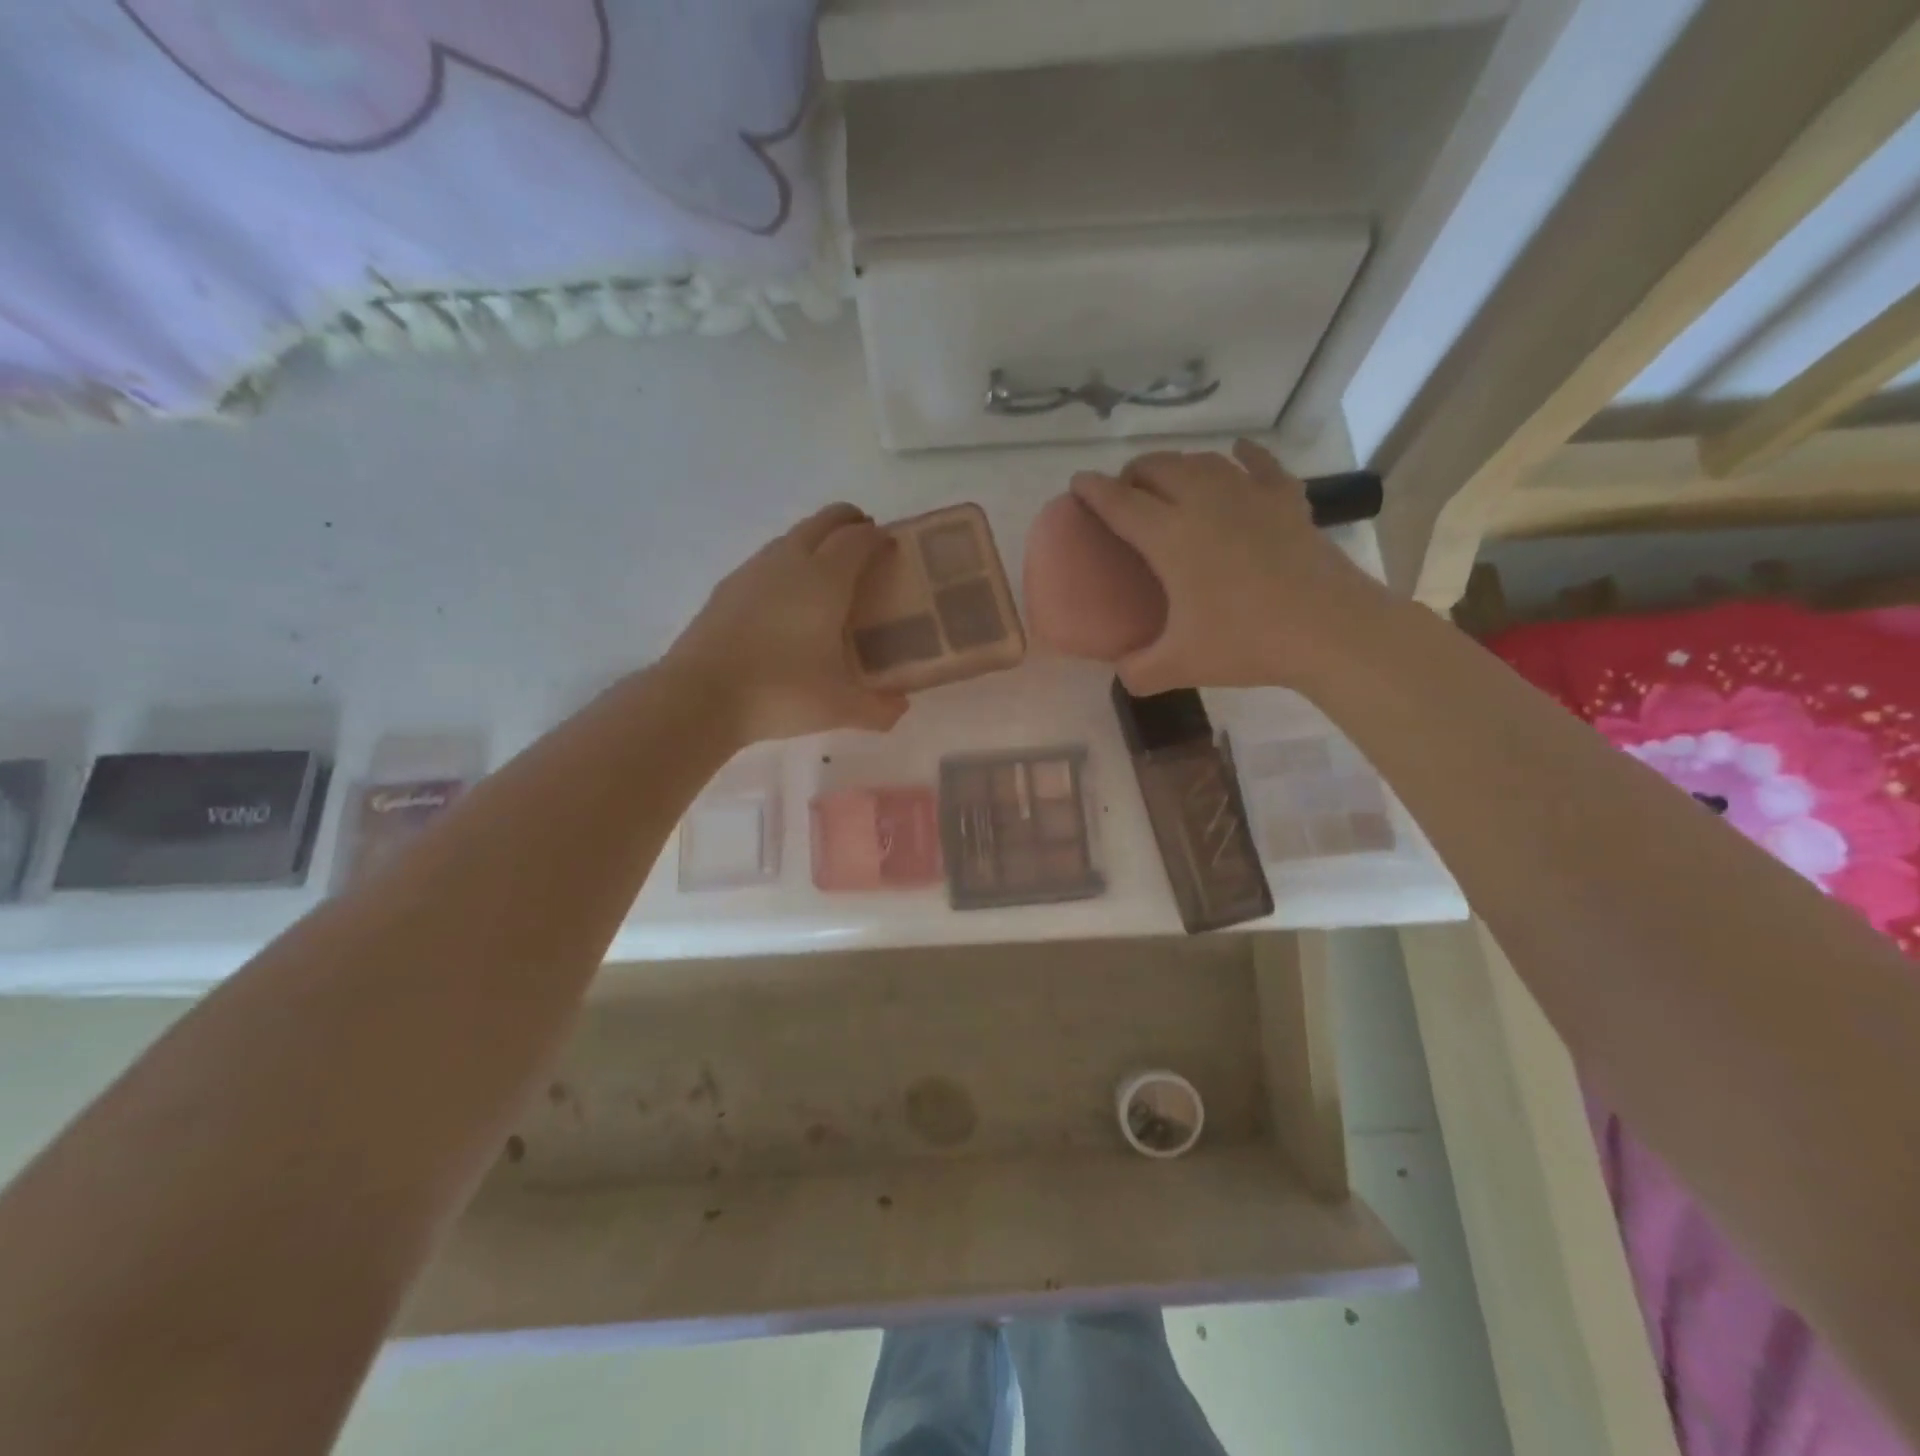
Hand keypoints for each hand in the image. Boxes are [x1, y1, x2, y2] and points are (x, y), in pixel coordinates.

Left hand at [667, 504, 908, 744]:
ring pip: (791, 538)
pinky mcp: (727, 588)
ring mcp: (753, 571)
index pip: (858, 539)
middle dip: (848, 522)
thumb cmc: (781, 691)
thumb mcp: (840, 707)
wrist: (701, 696)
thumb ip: (878, 708)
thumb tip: (900, 708)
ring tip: (828, 571)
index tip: (892, 546)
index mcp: (825, 580)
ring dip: (815, 540)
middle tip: (865, 542)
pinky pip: (766, 562)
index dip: (878, 537)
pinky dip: (786, 565)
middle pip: (824, 522)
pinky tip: (786, 599)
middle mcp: (790, 562)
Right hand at [1072, 440, 1391, 695]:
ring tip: (1170, 480)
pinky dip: (1245, 456)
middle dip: (1133, 473)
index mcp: (1170, 536)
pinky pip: (1261, 465)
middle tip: (1125, 494)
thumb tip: (1122, 670)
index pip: (1119, 502)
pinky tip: (1239, 453)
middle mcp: (1204, 502)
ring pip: (1202, 461)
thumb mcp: (1179, 666)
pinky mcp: (1287, 501)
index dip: (1093, 490)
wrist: (1329, 629)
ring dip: (1177, 464)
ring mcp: (1249, 496)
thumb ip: (1138, 670)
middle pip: (1158, 468)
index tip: (1078, 483)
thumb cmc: (1246, 642)